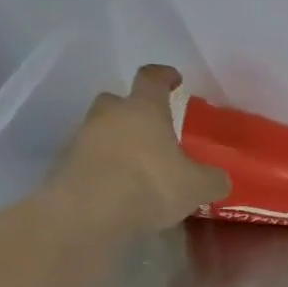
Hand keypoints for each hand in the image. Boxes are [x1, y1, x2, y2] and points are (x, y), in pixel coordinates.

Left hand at [46, 65, 230, 234]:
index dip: (165, 76)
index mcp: (144, 108)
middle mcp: (110, 113)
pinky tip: (117, 189)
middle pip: (120, 102)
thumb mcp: (196, 187)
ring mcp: (83, 136)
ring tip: (135, 168)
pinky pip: (90, 159)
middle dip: (134, 113)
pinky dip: (103, 168)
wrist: (91, 210)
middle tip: (150, 133)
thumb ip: (212, 179)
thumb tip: (221, 179)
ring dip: (117, 143)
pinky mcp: (67, 164)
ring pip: (103, 131)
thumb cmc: (150, 185)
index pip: (153, 78)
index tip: (174, 78)